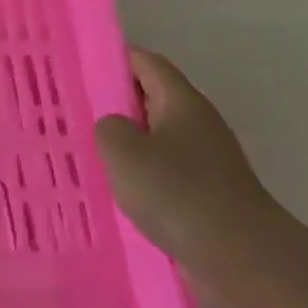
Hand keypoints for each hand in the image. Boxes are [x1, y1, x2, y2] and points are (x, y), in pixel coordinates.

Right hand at [95, 50, 286, 302]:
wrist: (236, 252)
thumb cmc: (175, 191)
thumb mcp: (123, 151)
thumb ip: (108, 128)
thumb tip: (114, 127)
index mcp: (181, 102)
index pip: (147, 63)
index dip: (116, 56)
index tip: (82, 61)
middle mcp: (197, 123)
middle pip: (151, 98)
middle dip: (115, 100)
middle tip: (71, 107)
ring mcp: (204, 159)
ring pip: (155, 136)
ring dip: (125, 139)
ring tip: (84, 148)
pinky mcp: (203, 191)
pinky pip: (162, 170)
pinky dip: (138, 171)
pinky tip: (112, 187)